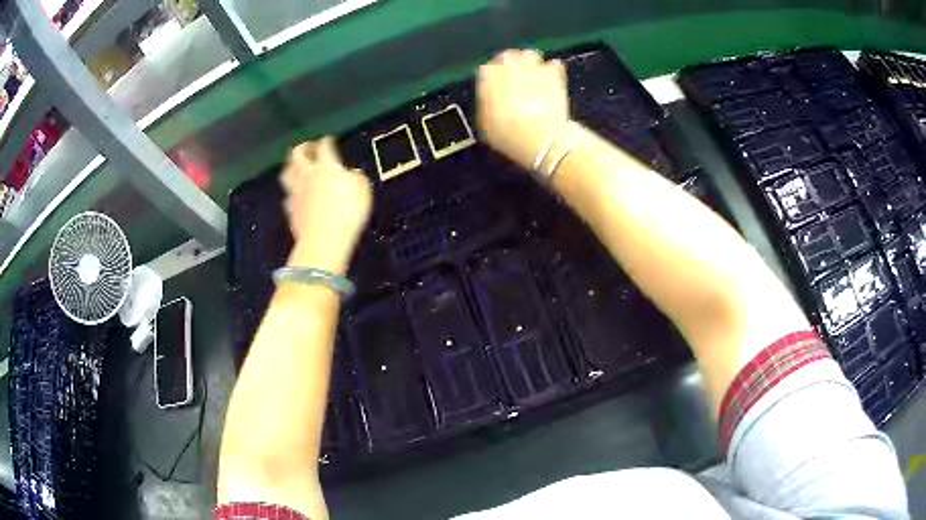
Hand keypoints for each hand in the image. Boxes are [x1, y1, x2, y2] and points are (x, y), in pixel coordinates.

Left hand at [281, 137, 372, 274]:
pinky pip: (288, 196)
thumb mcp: (363, 191)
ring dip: (290, 167)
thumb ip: (356, 178)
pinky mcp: (291, 211)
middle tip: (308, 148)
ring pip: (287, 173)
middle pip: (298, 154)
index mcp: (326, 166)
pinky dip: (291, 193)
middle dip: (303, 148)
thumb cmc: (347, 214)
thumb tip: (353, 174)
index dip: (327, 141)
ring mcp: (296, 193)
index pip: (324, 146)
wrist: (324, 240)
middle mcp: (307, 175)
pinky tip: (295, 195)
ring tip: (295, 167)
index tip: (329, 140)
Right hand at [477, 49, 569, 170]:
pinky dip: (552, 69)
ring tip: (531, 73)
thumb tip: (487, 100)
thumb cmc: (510, 136)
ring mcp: (534, 69)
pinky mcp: (555, 75)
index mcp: (488, 78)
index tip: (492, 85)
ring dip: (529, 62)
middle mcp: (510, 68)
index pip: (485, 69)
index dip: (490, 77)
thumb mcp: (486, 127)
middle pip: (507, 57)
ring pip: (529, 55)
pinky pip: (553, 64)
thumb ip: (485, 107)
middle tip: (512, 75)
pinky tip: (551, 77)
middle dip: (509, 64)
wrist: (543, 139)